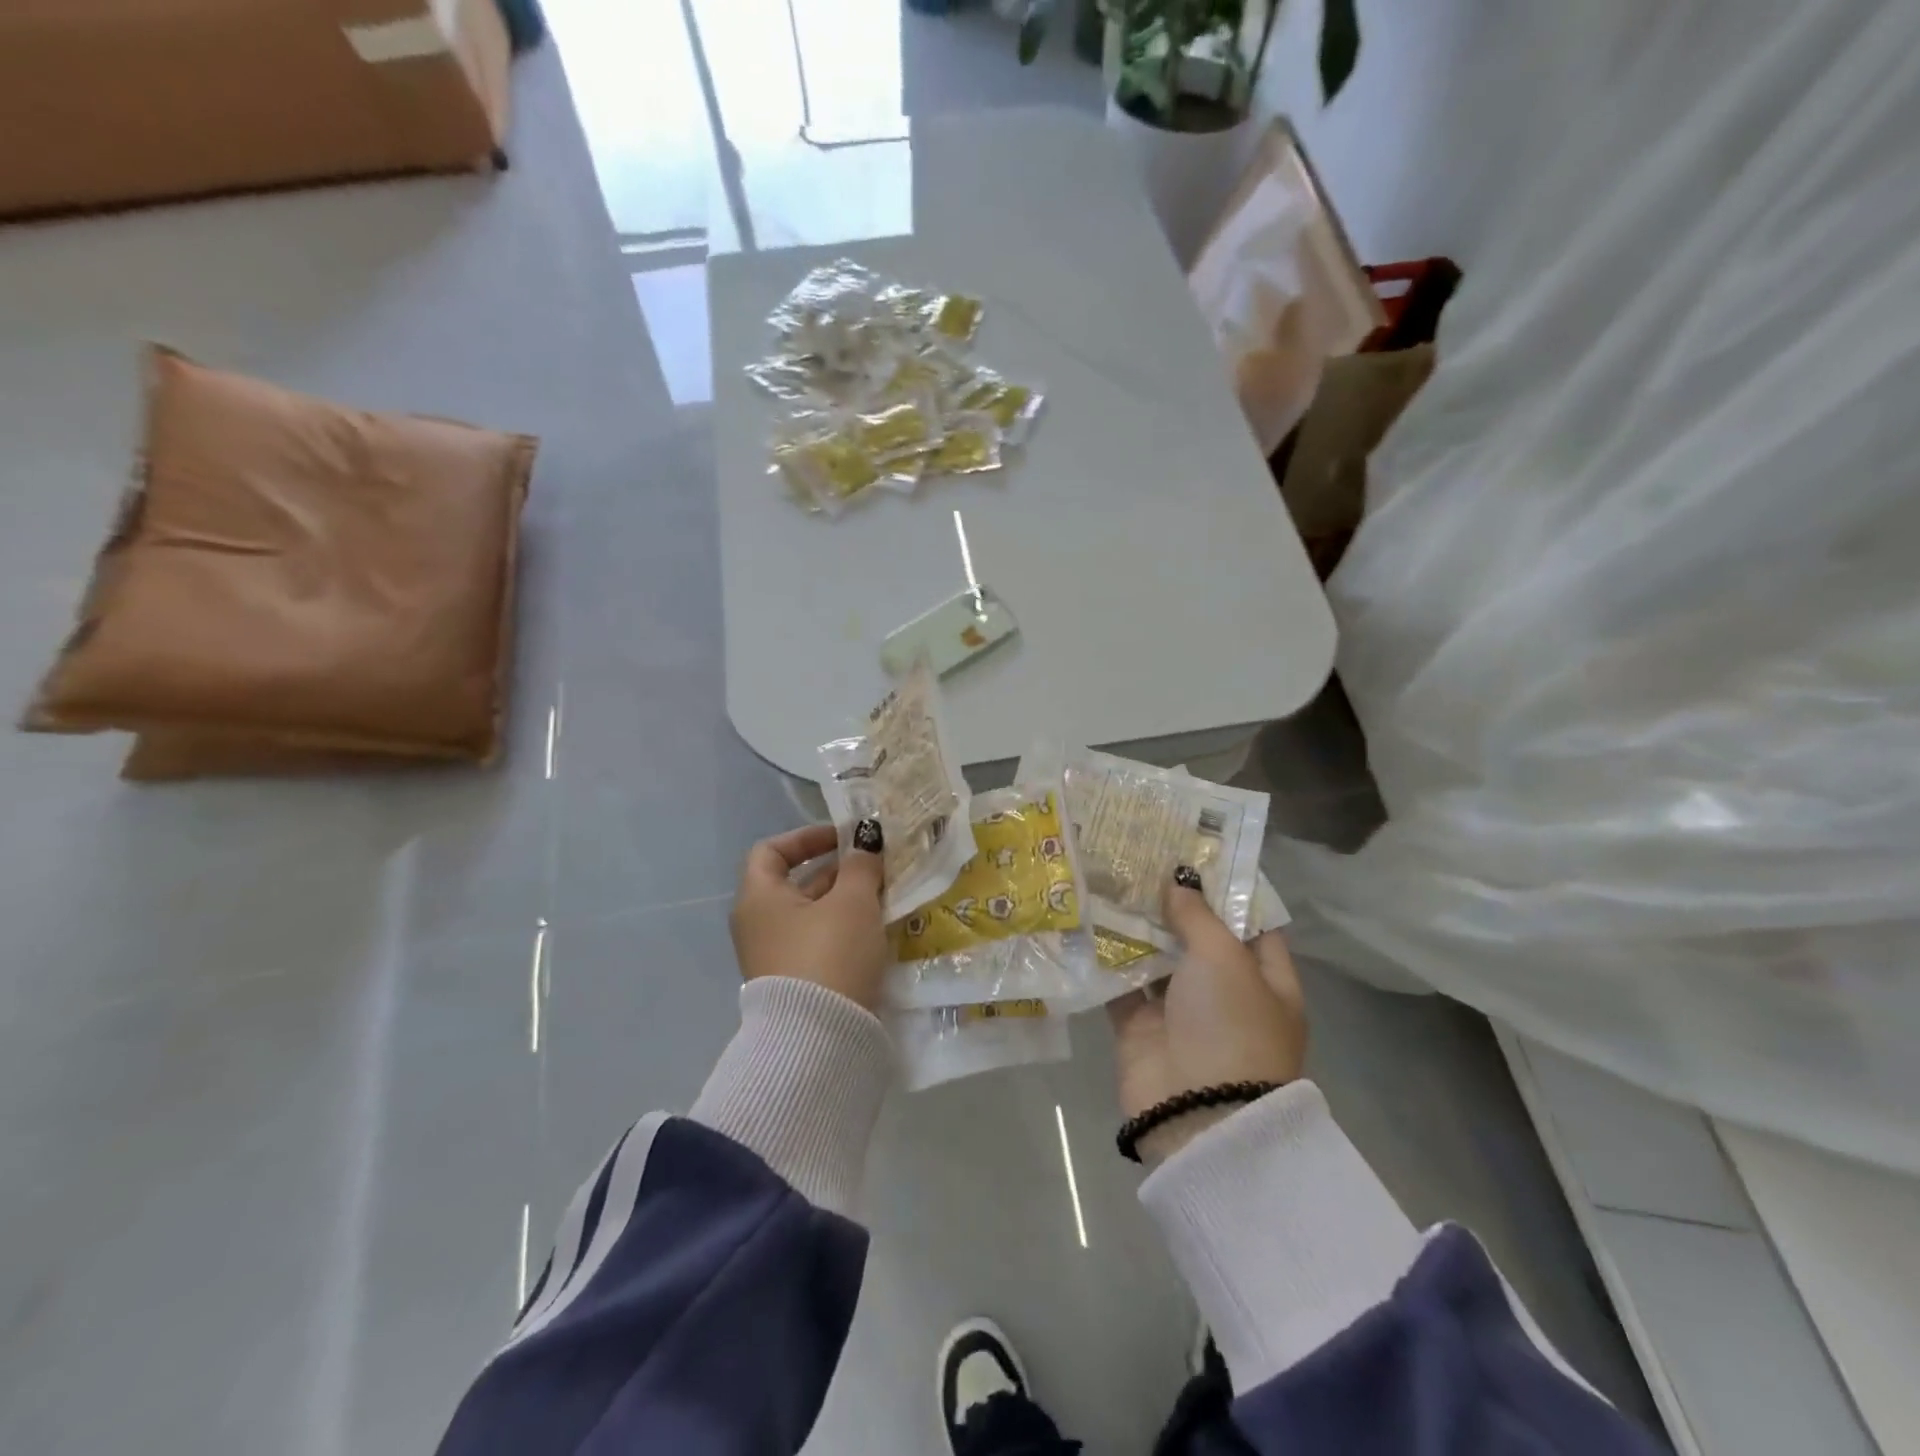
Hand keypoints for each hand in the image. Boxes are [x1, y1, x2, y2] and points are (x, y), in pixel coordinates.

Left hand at [730, 819, 889, 1011]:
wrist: (819, 1039)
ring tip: (886, 896)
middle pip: (797, 883)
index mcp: (759, 898)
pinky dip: (845, 930)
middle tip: (878, 867)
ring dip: (847, 902)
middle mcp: (759, 925)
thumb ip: (861, 865)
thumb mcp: (853, 901)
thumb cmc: (829, 953)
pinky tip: (877, 931)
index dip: (807, 837)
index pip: (771, 851)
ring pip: (813, 915)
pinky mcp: (796, 983)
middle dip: (839, 872)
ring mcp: (775, 957)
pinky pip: (820, 942)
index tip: (845, 840)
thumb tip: (866, 841)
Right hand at [1108, 878, 1308, 1164]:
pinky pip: (1122, 985)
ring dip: (1136, 926)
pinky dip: (1107, 959)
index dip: (1227, 890)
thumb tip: (1179, 879)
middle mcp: (1225, 994)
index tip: (1196, 852)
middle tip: (1141, 857)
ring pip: (1157, 959)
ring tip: (1110, 878)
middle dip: (1172, 903)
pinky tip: (1087, 920)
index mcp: (1266, 981)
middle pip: (1198, 938)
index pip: (1252, 924)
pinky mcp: (1140, 1029)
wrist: (1198, 1114)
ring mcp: (1181, 1013)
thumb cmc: (1230, 1025)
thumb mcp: (1224, 959)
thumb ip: (1198, 916)